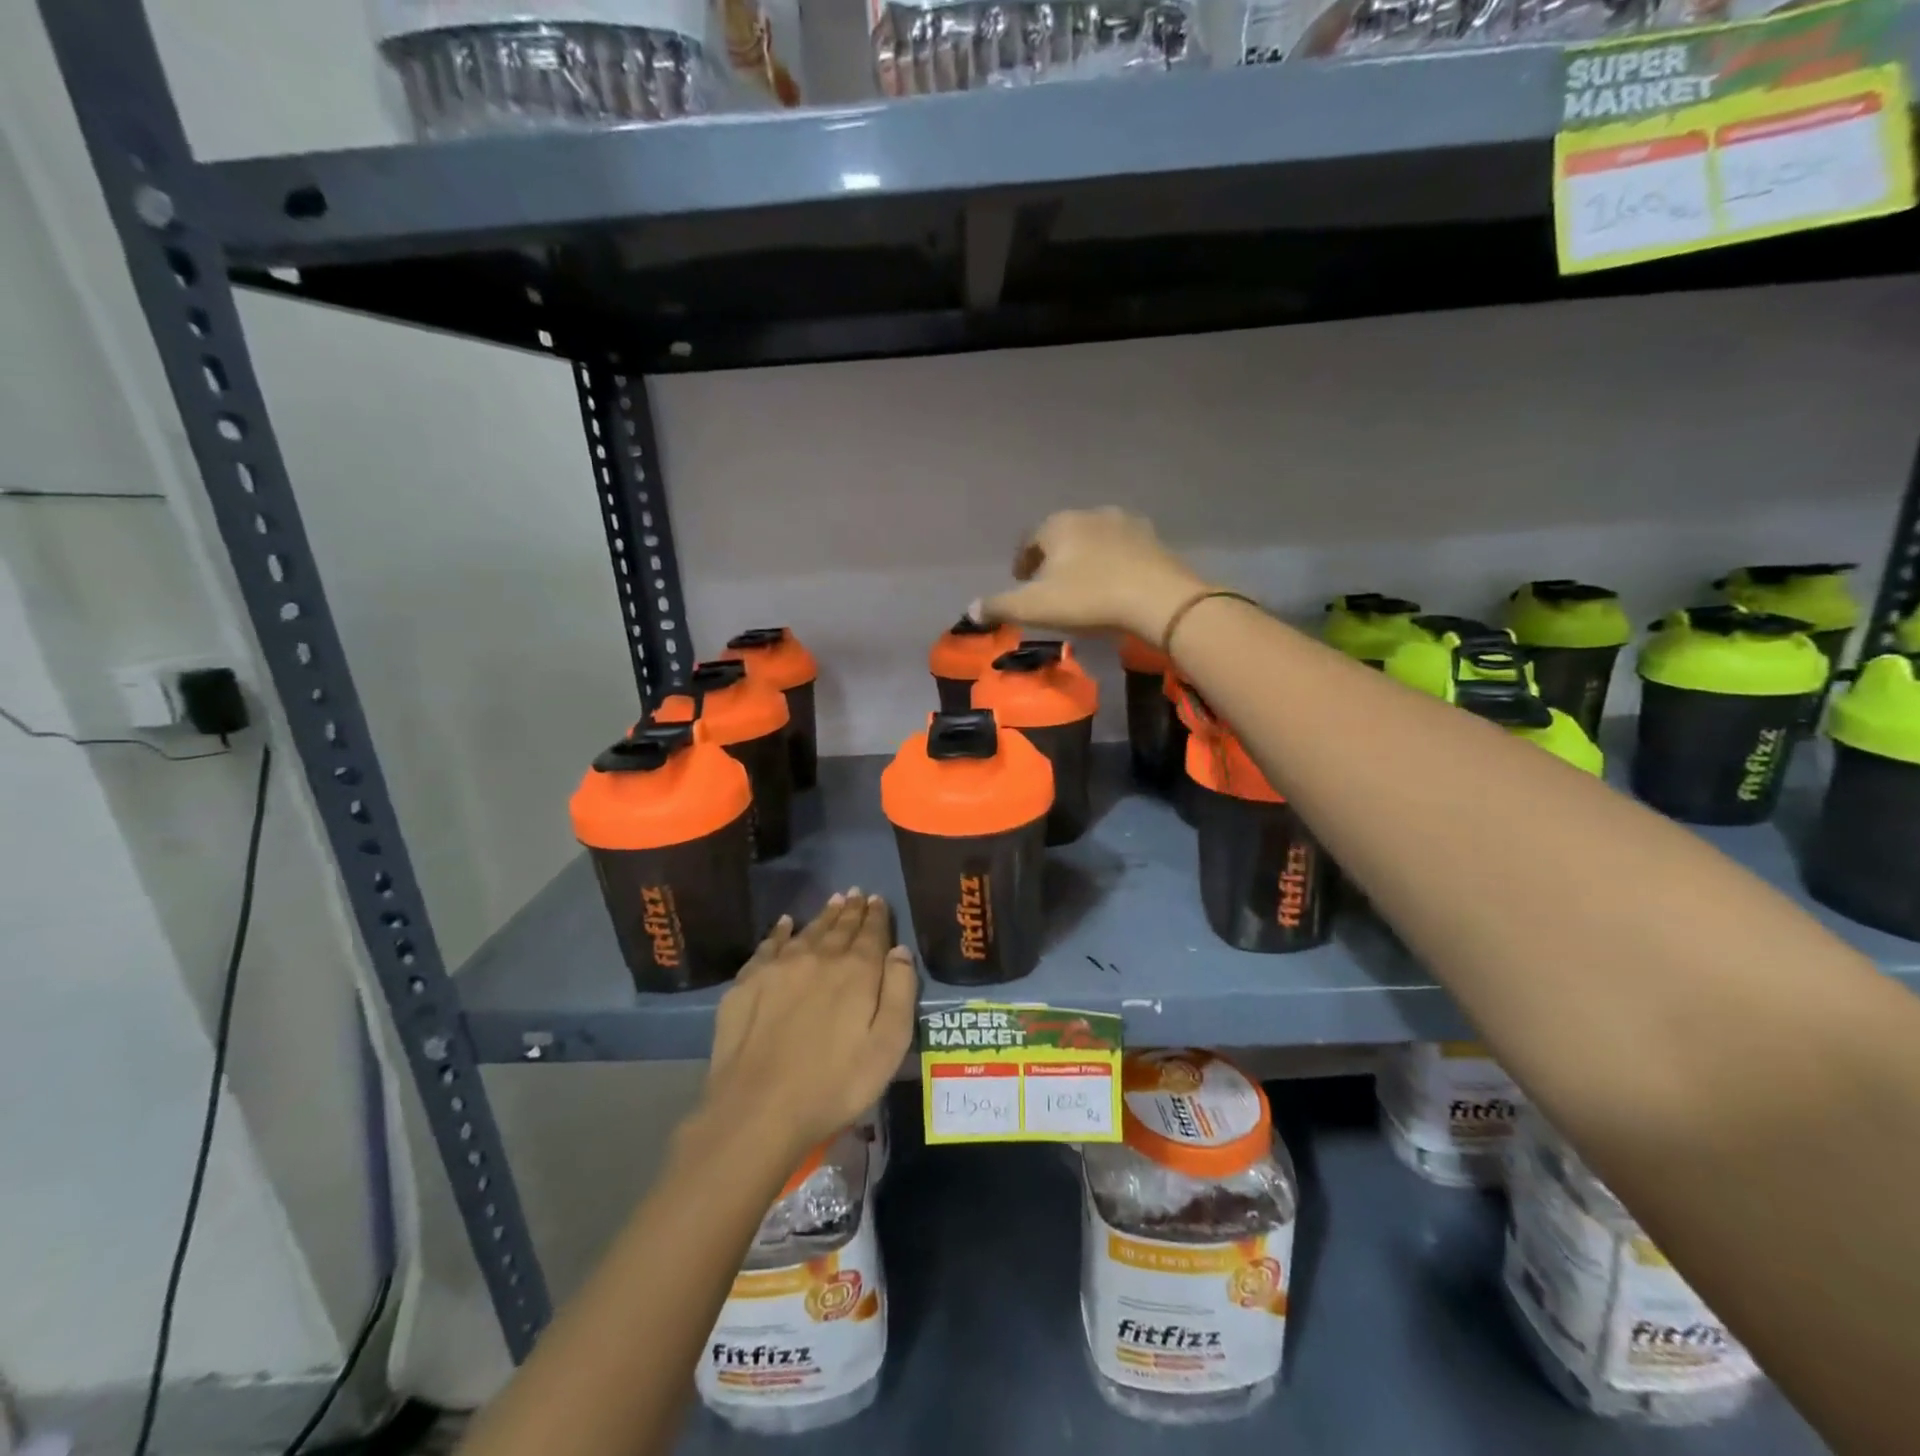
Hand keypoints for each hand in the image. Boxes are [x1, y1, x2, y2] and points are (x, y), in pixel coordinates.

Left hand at [700, 890, 916, 1165]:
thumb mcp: (888, 1046)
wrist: (758, 1110)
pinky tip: (785, 924)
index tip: (877, 900)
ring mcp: (778, 967)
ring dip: (823, 916)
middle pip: (839, 927)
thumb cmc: (835, 1085)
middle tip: (857, 893)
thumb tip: (900, 951)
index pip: (871, 933)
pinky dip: (780, 931)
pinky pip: (769, 945)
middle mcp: (818, 958)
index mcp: (856, 971)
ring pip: (807, 931)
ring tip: (833, 901)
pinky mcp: (747, 983)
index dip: (876, 916)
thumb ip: (899, 992)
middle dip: (851, 910)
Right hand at [973, 507, 1207, 643]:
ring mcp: (1125, 523)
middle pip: (1062, 535)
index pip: (1030, 540)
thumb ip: (1000, 606)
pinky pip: (1123, 550)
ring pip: (1094, 539)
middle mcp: (1090, 514)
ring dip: (1085, 558)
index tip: (1021, 582)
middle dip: (1053, 558)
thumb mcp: (1035, 608)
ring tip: (1083, 585)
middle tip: (1049, 585)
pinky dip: (1113, 563)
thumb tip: (971, 609)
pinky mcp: (1153, 539)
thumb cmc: (1089, 599)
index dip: (1022, 561)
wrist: (1158, 600)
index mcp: (1058, 525)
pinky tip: (1115, 584)